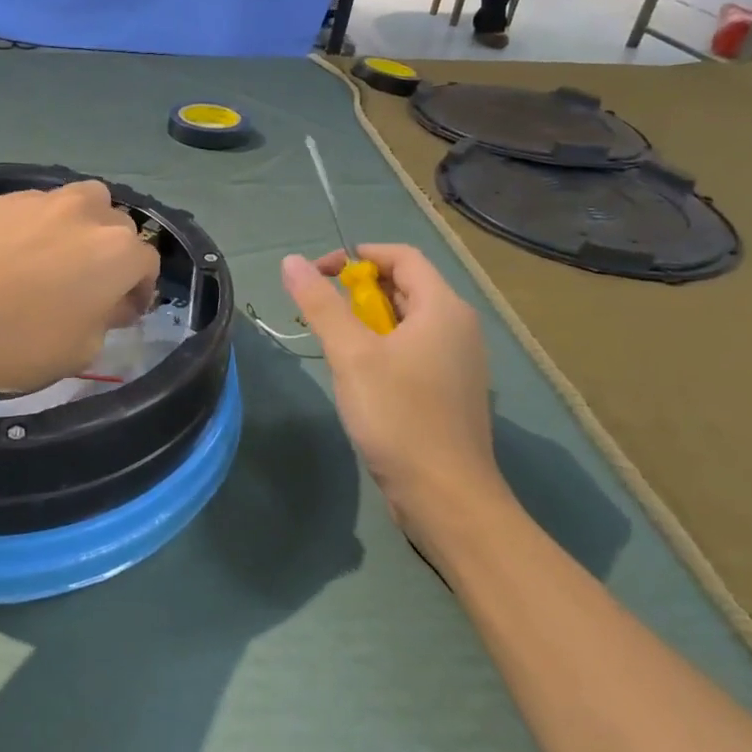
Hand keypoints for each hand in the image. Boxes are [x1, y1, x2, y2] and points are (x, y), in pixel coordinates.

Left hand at [0, 180, 159, 397]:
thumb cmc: (18, 344)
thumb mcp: (81, 351)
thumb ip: (106, 319)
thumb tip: (107, 301)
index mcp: (116, 251)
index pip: (147, 263)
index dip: (139, 290)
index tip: (123, 312)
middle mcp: (85, 213)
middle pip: (117, 225)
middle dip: (112, 254)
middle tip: (90, 286)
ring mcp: (39, 200)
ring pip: (79, 202)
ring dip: (80, 226)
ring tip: (56, 257)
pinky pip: (33, 208)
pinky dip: (35, 227)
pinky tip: (10, 256)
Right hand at [281, 244, 513, 550]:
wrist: (445, 496)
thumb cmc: (399, 416)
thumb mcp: (351, 355)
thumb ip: (321, 305)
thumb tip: (292, 262)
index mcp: (443, 308)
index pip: (402, 256)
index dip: (358, 256)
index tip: (318, 274)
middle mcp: (458, 327)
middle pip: (406, 286)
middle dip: (359, 291)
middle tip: (321, 313)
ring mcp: (458, 361)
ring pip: (407, 321)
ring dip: (368, 321)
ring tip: (335, 345)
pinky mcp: (450, 390)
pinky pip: (414, 350)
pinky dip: (383, 347)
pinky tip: (360, 377)